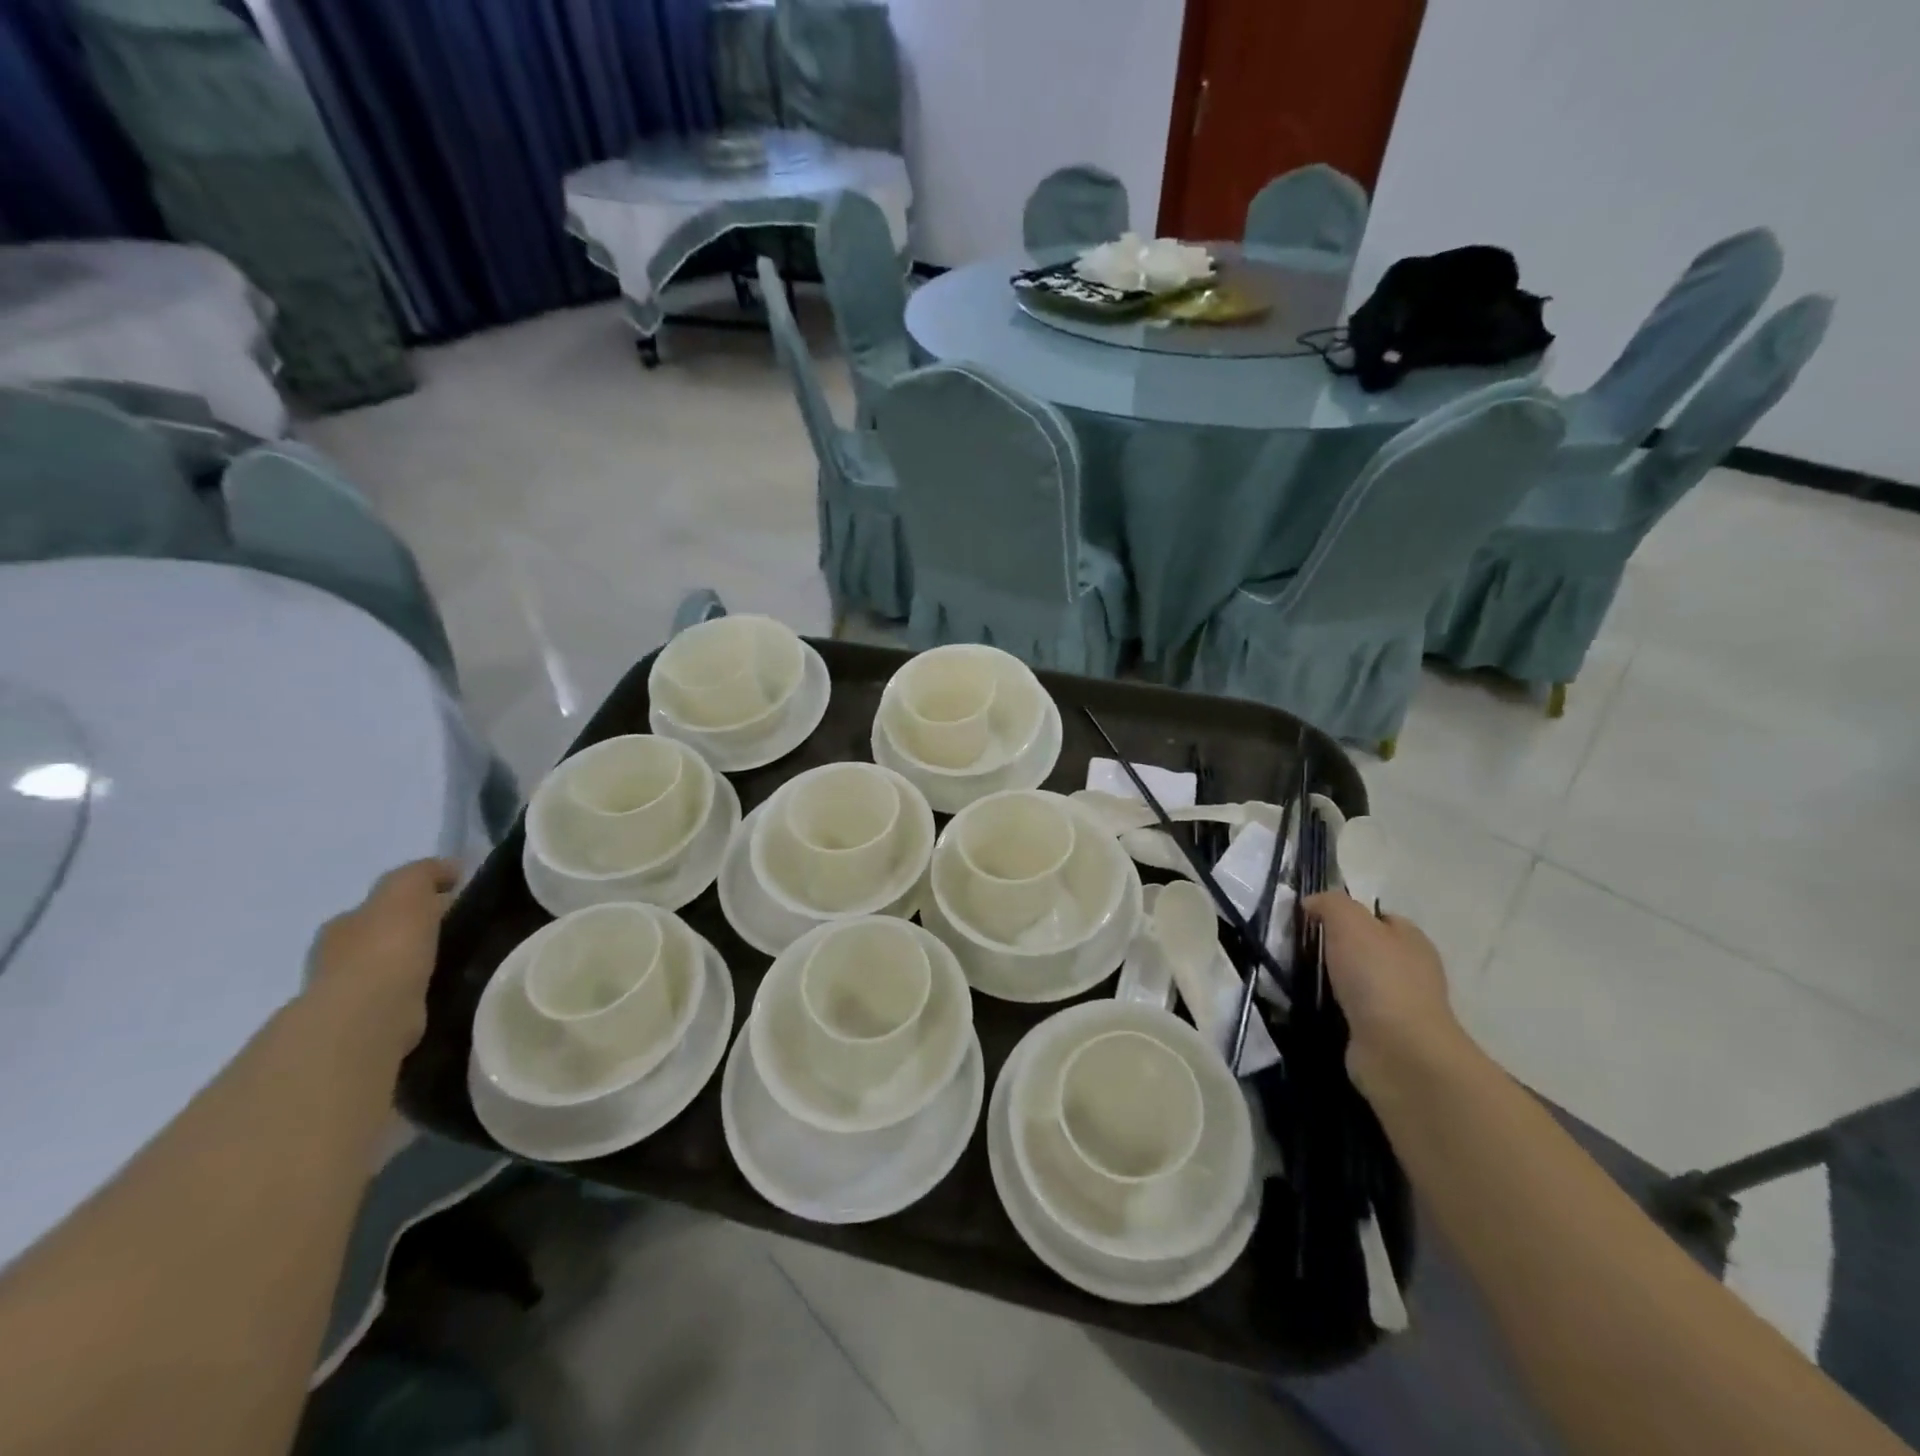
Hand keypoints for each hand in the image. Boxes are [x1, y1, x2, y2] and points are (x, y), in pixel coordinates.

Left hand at [307, 859, 459, 1056]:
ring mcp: (347, 995)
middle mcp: (336, 958)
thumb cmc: (386, 946)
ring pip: (386, 970)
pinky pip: (397, 999)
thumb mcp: (406, 891)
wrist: (369, 1014)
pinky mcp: (366, 1025)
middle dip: (410, 933)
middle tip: (452, 933)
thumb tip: (450, 868)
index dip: (412, 900)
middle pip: (379, 937)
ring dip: (411, 966)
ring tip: (451, 963)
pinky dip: (415, 993)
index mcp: (343, 924)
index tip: (449, 901)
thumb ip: (424, 874)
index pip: (378, 906)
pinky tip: (438, 991)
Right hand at [1304, 891, 1470, 1097]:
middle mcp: (1411, 971)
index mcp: (1411, 940)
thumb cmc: (1377, 977)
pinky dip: (1333, 1009)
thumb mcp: (1349, 922)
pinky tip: (1312, 1006)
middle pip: (1367, 950)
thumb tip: (1311, 904)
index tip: (1313, 920)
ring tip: (1298, 977)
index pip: (1379, 917)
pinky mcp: (1383, 1036)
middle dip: (1337, 949)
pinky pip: (1352, 1013)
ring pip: (1358, 983)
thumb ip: (1330, 904)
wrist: (1397, 1050)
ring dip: (1332, 981)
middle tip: (1300, 948)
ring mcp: (1399, 1007)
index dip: (1348, 914)